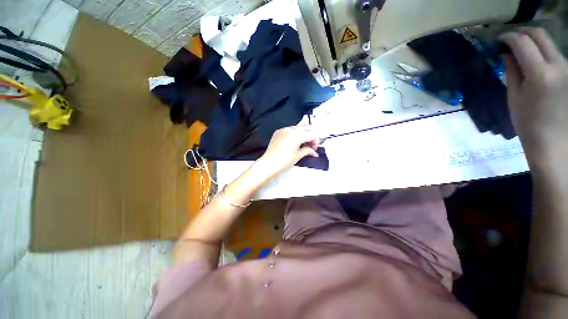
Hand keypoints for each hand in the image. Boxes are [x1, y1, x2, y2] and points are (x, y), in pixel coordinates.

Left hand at [257, 125, 319, 176]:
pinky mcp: (278, 131)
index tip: (314, 149)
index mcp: (298, 135)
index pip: (313, 133)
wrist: (269, 163)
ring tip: (302, 144)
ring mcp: (284, 129)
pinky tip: (293, 143)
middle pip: (307, 127)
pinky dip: (295, 134)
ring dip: (303, 134)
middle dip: (311, 135)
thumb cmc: (285, 161)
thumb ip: (308, 151)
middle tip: (310, 146)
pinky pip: (290, 129)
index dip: (316, 141)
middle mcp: (292, 129)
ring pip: (299, 127)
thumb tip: (314, 152)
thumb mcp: (298, 156)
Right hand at [500, 28, 567, 159]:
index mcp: (540, 73)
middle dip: (523, 32)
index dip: (509, 37)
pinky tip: (534, 62)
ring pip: (549, 44)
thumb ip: (512, 71)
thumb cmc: (528, 123)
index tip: (499, 40)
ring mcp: (567, 69)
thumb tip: (507, 54)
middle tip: (510, 40)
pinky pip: (555, 55)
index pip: (523, 43)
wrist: (553, 142)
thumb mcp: (514, 97)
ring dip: (533, 43)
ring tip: (521, 52)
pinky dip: (542, 53)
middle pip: (540, 35)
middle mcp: (558, 66)